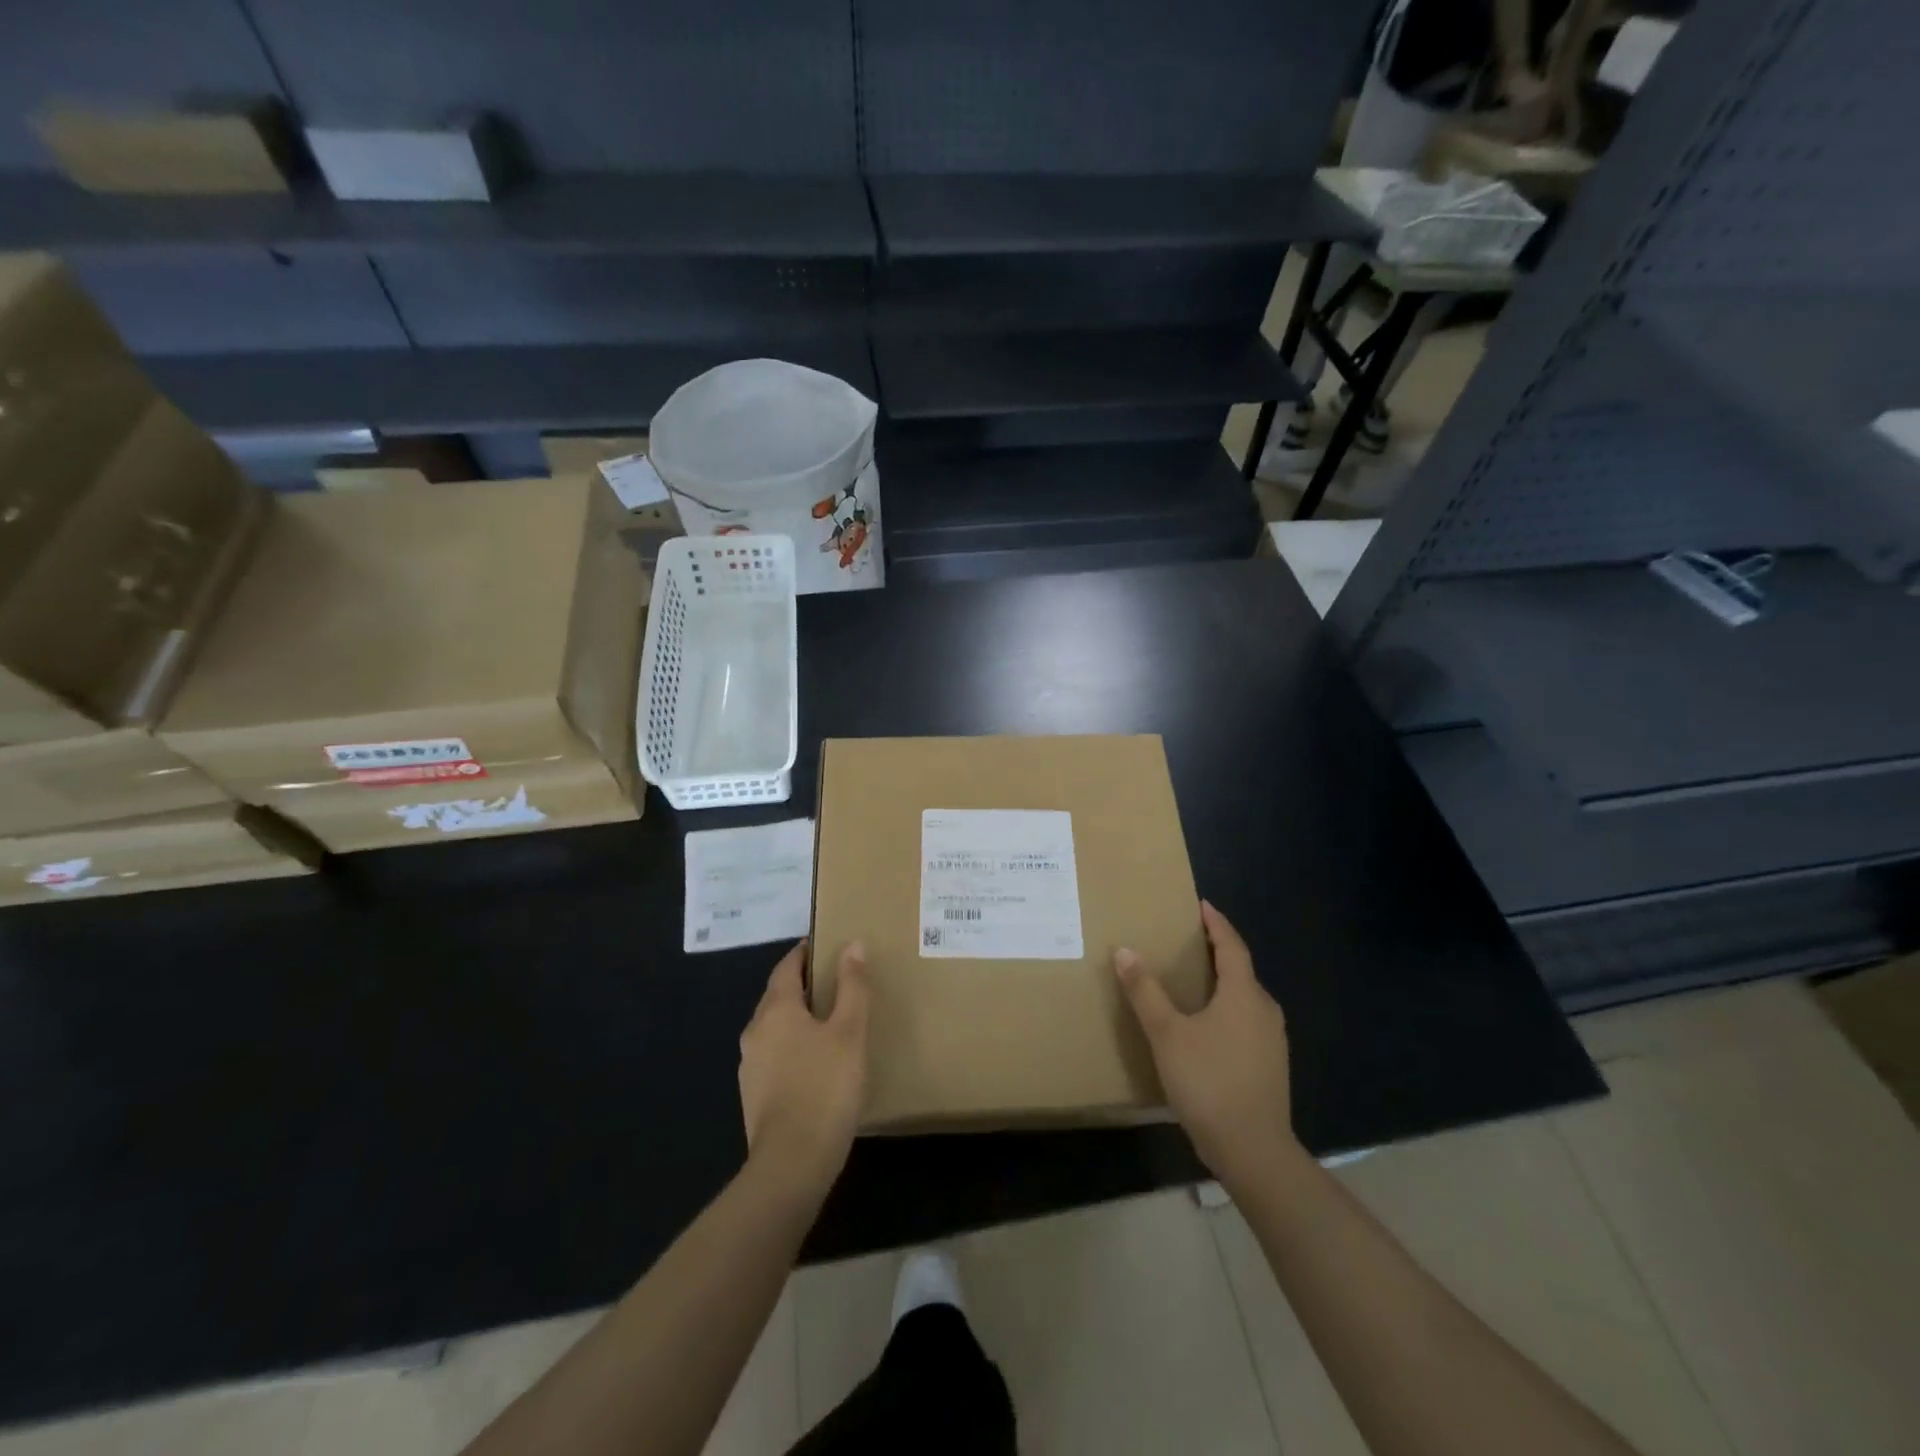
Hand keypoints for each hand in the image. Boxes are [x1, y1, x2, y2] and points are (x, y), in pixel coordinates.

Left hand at [738, 940, 869, 1196]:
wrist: (792, 1163)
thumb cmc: (825, 1087)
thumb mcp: (849, 1032)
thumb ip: (852, 987)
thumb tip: (852, 945)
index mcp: (775, 1009)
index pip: (786, 967)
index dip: (804, 953)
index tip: (825, 947)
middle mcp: (755, 1031)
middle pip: (778, 996)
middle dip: (802, 985)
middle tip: (835, 982)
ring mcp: (750, 1066)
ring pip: (774, 1027)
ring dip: (797, 1018)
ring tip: (830, 1021)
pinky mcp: (754, 1096)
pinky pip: (774, 1056)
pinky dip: (793, 1047)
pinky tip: (816, 1063)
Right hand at [1114, 902, 1304, 1191]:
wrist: (1253, 1151)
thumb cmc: (1209, 1082)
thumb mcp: (1167, 1034)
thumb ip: (1145, 991)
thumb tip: (1124, 951)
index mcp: (1244, 994)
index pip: (1232, 946)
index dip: (1217, 924)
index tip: (1202, 905)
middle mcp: (1265, 1010)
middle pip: (1241, 970)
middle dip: (1217, 952)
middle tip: (1188, 941)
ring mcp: (1272, 1041)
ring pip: (1245, 998)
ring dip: (1222, 983)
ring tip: (1192, 980)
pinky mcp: (1270, 1066)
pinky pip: (1246, 1022)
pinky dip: (1226, 1009)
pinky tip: (1205, 1026)